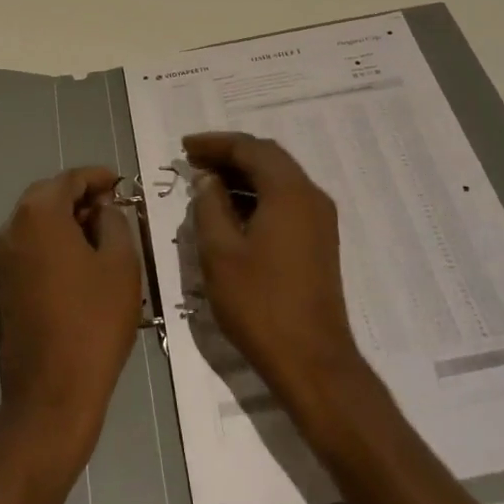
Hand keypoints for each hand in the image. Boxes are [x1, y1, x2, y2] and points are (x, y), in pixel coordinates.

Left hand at [0, 167, 142, 481]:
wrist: (52, 392)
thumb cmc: (94, 322)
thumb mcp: (121, 264)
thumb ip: (114, 222)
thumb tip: (103, 209)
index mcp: (38, 215)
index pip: (70, 179)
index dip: (98, 177)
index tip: (121, 184)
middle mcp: (11, 229)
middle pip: (47, 197)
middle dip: (80, 197)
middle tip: (113, 208)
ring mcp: (0, 259)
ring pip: (36, 223)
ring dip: (65, 221)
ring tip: (100, 235)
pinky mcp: (0, 286)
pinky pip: (29, 248)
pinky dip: (52, 243)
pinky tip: (79, 262)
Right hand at [183, 132, 368, 414]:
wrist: (312, 360)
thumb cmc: (260, 304)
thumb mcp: (220, 252)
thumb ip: (210, 207)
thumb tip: (208, 180)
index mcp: (289, 191)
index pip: (249, 149)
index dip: (214, 143)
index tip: (184, 147)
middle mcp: (311, 196)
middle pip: (268, 158)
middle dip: (229, 154)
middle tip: (193, 160)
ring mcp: (320, 219)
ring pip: (278, 179)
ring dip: (243, 175)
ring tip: (206, 182)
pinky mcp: (319, 240)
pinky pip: (286, 200)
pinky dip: (257, 195)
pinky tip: (231, 211)